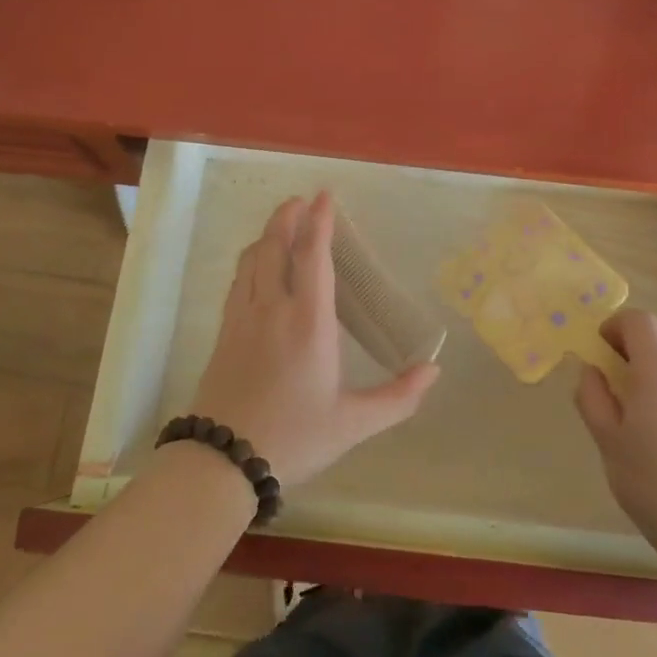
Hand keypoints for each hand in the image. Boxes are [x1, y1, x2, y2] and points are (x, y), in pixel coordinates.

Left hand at [191, 191, 439, 487]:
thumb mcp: (354, 423)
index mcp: (309, 323)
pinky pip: (236, 282)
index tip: (324, 196)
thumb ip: (398, 397)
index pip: (314, 257)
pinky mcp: (224, 333)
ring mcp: (243, 319)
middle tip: (300, 201)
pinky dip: (248, 261)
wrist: (222, 461)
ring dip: (266, 235)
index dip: (320, 222)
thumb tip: (433, 371)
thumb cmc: (295, 438)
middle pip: (274, 247)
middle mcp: (273, 309)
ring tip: (280, 225)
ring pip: (251, 260)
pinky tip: (254, 266)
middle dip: (286, 218)